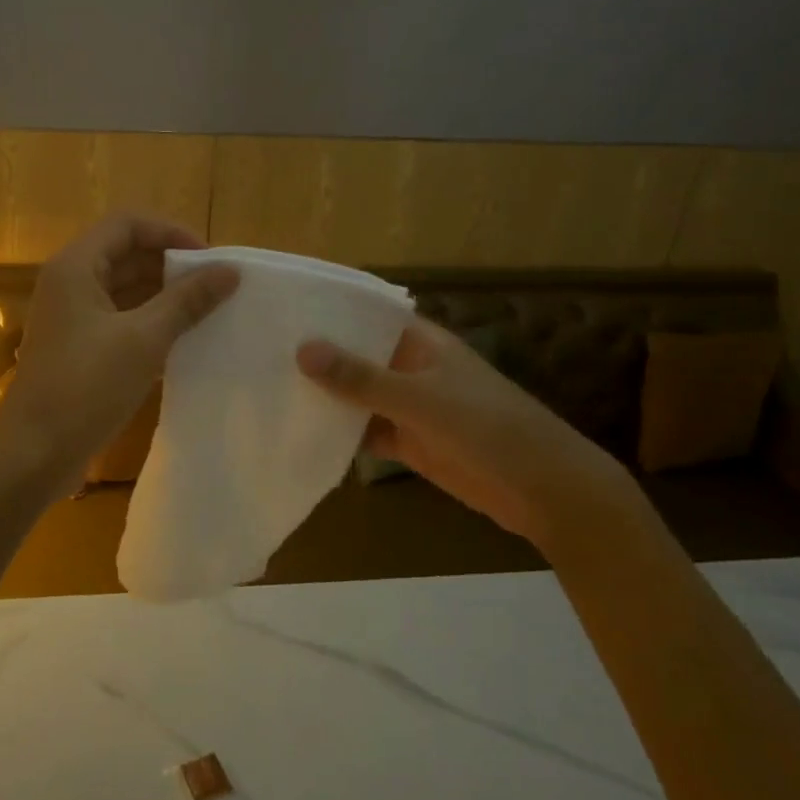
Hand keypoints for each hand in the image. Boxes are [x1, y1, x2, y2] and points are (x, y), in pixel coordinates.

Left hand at [0, 213, 238, 492]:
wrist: (36, 452)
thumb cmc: (86, 386)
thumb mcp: (144, 339)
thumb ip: (187, 300)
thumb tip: (230, 271)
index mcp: (76, 267)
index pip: (128, 224)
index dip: (171, 232)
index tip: (210, 258)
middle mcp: (71, 284)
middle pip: (127, 254)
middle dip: (172, 266)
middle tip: (216, 287)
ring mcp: (73, 318)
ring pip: (125, 290)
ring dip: (165, 297)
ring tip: (209, 312)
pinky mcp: (80, 349)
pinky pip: (121, 321)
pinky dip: (151, 324)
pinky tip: (184, 340)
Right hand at [297, 320, 633, 545]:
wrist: (541, 489)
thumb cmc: (487, 428)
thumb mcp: (421, 399)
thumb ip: (362, 378)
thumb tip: (302, 349)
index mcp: (420, 342)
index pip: (367, 315)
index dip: (329, 311)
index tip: (281, 309)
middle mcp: (410, 368)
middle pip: (357, 356)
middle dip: (317, 356)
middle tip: (259, 350)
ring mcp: (408, 406)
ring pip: (356, 395)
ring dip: (324, 396)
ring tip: (266, 388)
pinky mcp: (407, 442)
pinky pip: (364, 431)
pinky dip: (339, 433)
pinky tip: (300, 433)